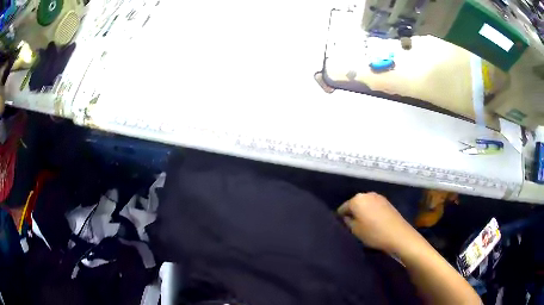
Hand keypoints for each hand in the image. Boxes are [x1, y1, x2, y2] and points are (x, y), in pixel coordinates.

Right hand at [337, 192, 418, 253]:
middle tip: (353, 226)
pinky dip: (371, 212)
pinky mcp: (386, 201)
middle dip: (353, 213)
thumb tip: (346, 217)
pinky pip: (373, 205)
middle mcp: (366, 194)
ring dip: (363, 212)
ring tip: (364, 225)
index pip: (342, 208)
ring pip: (364, 204)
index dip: (341, 218)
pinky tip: (374, 222)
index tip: (343, 227)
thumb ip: (347, 222)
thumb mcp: (355, 230)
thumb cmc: (374, 233)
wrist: (398, 234)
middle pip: (354, 204)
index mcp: (356, 200)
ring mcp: (378, 196)